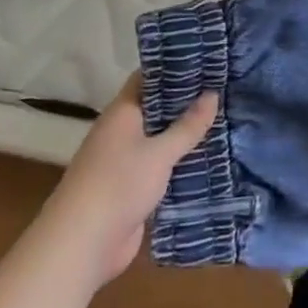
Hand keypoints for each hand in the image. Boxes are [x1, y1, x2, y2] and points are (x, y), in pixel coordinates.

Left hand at [46, 74, 218, 285]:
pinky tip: (209, 157)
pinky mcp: (133, 189)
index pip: (148, 78)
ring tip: (226, 118)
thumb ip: (187, 125)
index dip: (174, 67)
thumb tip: (213, 93)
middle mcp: (122, 132)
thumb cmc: (118, 185)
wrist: (81, 246)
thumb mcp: (159, 153)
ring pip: (161, 139)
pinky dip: (181, 162)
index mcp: (122, 113)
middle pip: (157, 108)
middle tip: (225, 88)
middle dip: (187, 101)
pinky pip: (161, 167)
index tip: (206, 60)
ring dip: (186, 134)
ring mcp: (126, 162)